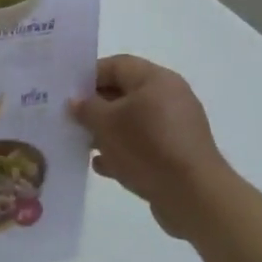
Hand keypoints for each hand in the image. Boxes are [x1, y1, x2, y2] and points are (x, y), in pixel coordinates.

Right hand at [69, 55, 234, 239]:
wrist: (193, 196)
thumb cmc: (147, 147)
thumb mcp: (106, 124)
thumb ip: (86, 108)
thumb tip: (75, 101)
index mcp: (155, 79)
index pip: (116, 65)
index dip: (89, 76)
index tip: (67, 93)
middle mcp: (169, 96)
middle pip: (124, 93)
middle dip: (96, 107)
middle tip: (70, 120)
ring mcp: (176, 126)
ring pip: (133, 121)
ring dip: (107, 131)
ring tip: (83, 144)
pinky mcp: (178, 153)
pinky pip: (144, 144)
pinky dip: (124, 151)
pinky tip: (103, 166)